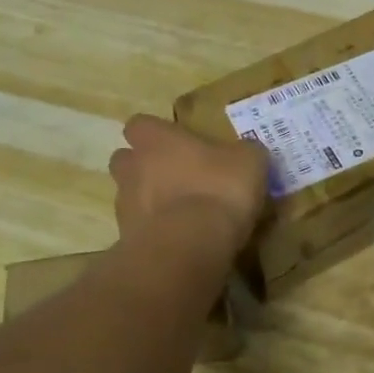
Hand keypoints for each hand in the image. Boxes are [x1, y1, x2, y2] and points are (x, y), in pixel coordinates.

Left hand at [109, 115, 269, 251]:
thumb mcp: (248, 162)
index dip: (155, 133)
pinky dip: (153, 233)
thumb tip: (246, 153)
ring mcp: (125, 206)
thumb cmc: (217, 189)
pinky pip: (138, 231)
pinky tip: (180, 241)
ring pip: (129, 196)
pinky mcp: (127, 241)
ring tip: (179, 214)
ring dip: (147, 202)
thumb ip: (243, 153)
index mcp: (156, 139)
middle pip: (125, 160)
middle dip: (143, 166)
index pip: (140, 124)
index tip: (176, 142)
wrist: (189, 248)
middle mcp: (132, 167)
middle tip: (175, 177)